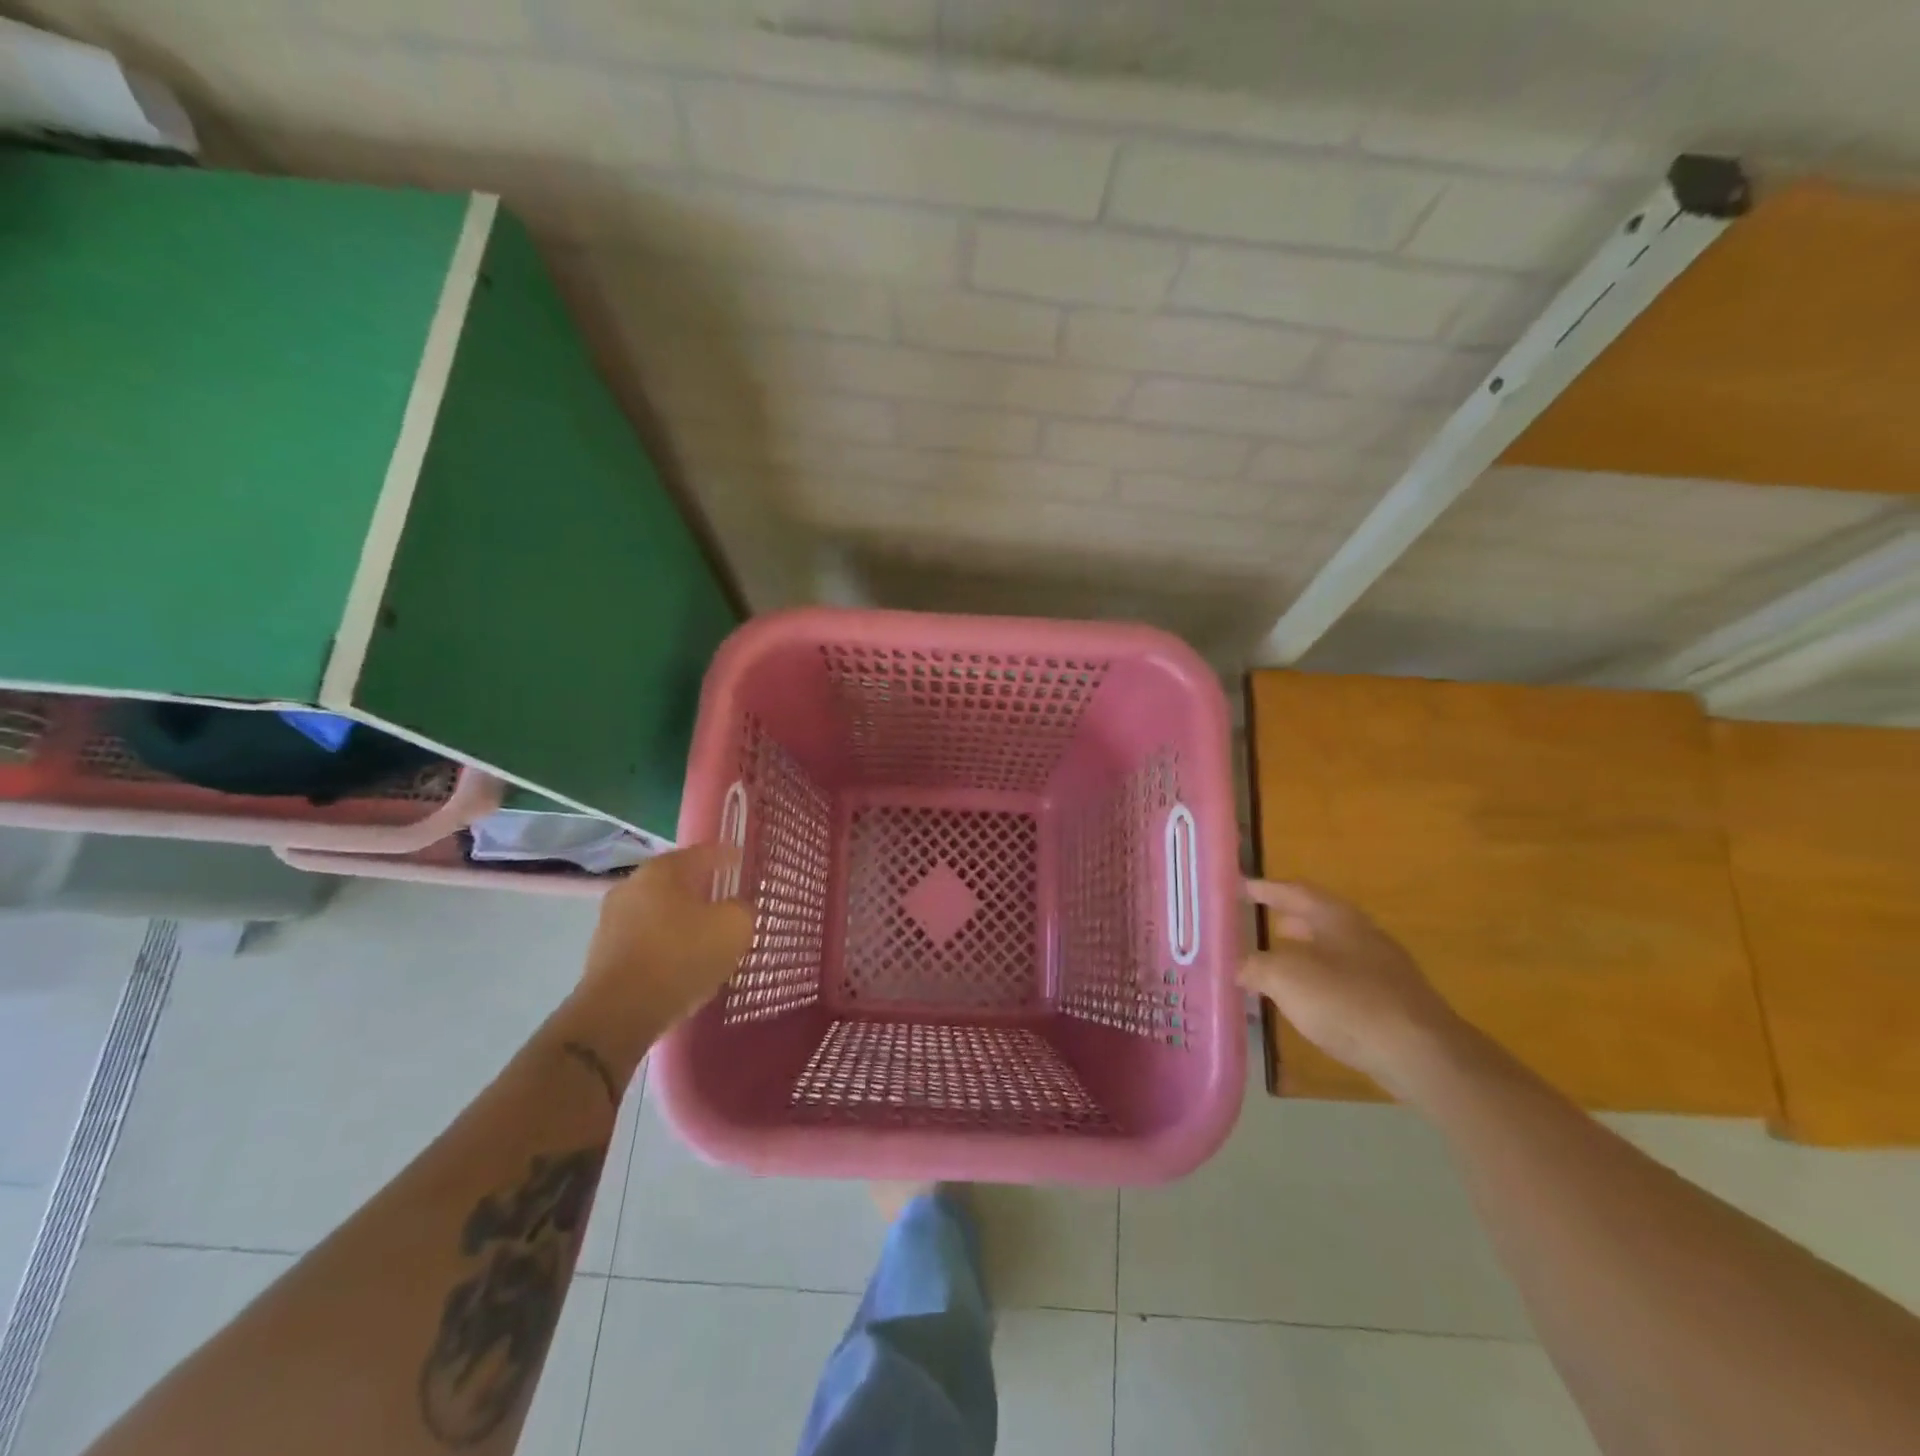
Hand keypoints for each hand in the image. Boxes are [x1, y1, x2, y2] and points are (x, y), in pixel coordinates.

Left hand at [577, 843, 753, 1036]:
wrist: (619, 1013)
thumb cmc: (681, 956)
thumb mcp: (733, 928)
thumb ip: (743, 910)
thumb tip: (738, 908)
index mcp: (661, 871)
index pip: (701, 853)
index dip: (725, 855)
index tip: (741, 858)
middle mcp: (630, 888)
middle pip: (676, 883)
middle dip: (701, 890)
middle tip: (727, 898)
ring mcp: (611, 923)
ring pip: (660, 914)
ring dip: (683, 921)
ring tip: (708, 936)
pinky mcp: (604, 957)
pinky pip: (647, 942)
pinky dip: (667, 946)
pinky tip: (684, 963)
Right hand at [1239, 879, 1466, 1099]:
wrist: (1422, 1054)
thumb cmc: (1347, 1002)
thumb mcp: (1285, 978)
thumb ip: (1255, 966)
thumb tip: (1238, 966)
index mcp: (1337, 918)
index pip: (1295, 891)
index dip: (1266, 888)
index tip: (1241, 886)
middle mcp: (1362, 935)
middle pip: (1319, 919)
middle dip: (1289, 919)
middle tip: (1262, 922)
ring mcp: (1383, 969)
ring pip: (1333, 951)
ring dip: (1304, 953)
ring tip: (1278, 963)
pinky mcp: (1394, 1003)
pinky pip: (1346, 981)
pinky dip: (1321, 982)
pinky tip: (1309, 1001)